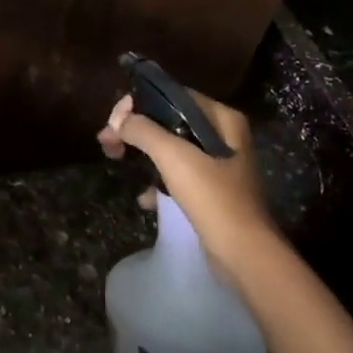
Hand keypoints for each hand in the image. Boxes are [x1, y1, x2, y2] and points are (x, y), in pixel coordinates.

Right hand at [97, 89, 272, 262]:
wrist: (245, 256)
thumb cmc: (212, 198)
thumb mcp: (174, 156)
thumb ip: (143, 130)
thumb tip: (119, 120)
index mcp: (221, 118)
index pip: (171, 96)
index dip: (137, 105)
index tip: (113, 123)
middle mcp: (223, 136)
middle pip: (168, 120)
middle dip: (135, 129)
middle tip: (107, 141)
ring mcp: (219, 165)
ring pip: (170, 147)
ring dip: (142, 152)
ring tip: (115, 159)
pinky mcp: (213, 191)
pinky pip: (178, 174)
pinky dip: (158, 180)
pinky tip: (144, 197)